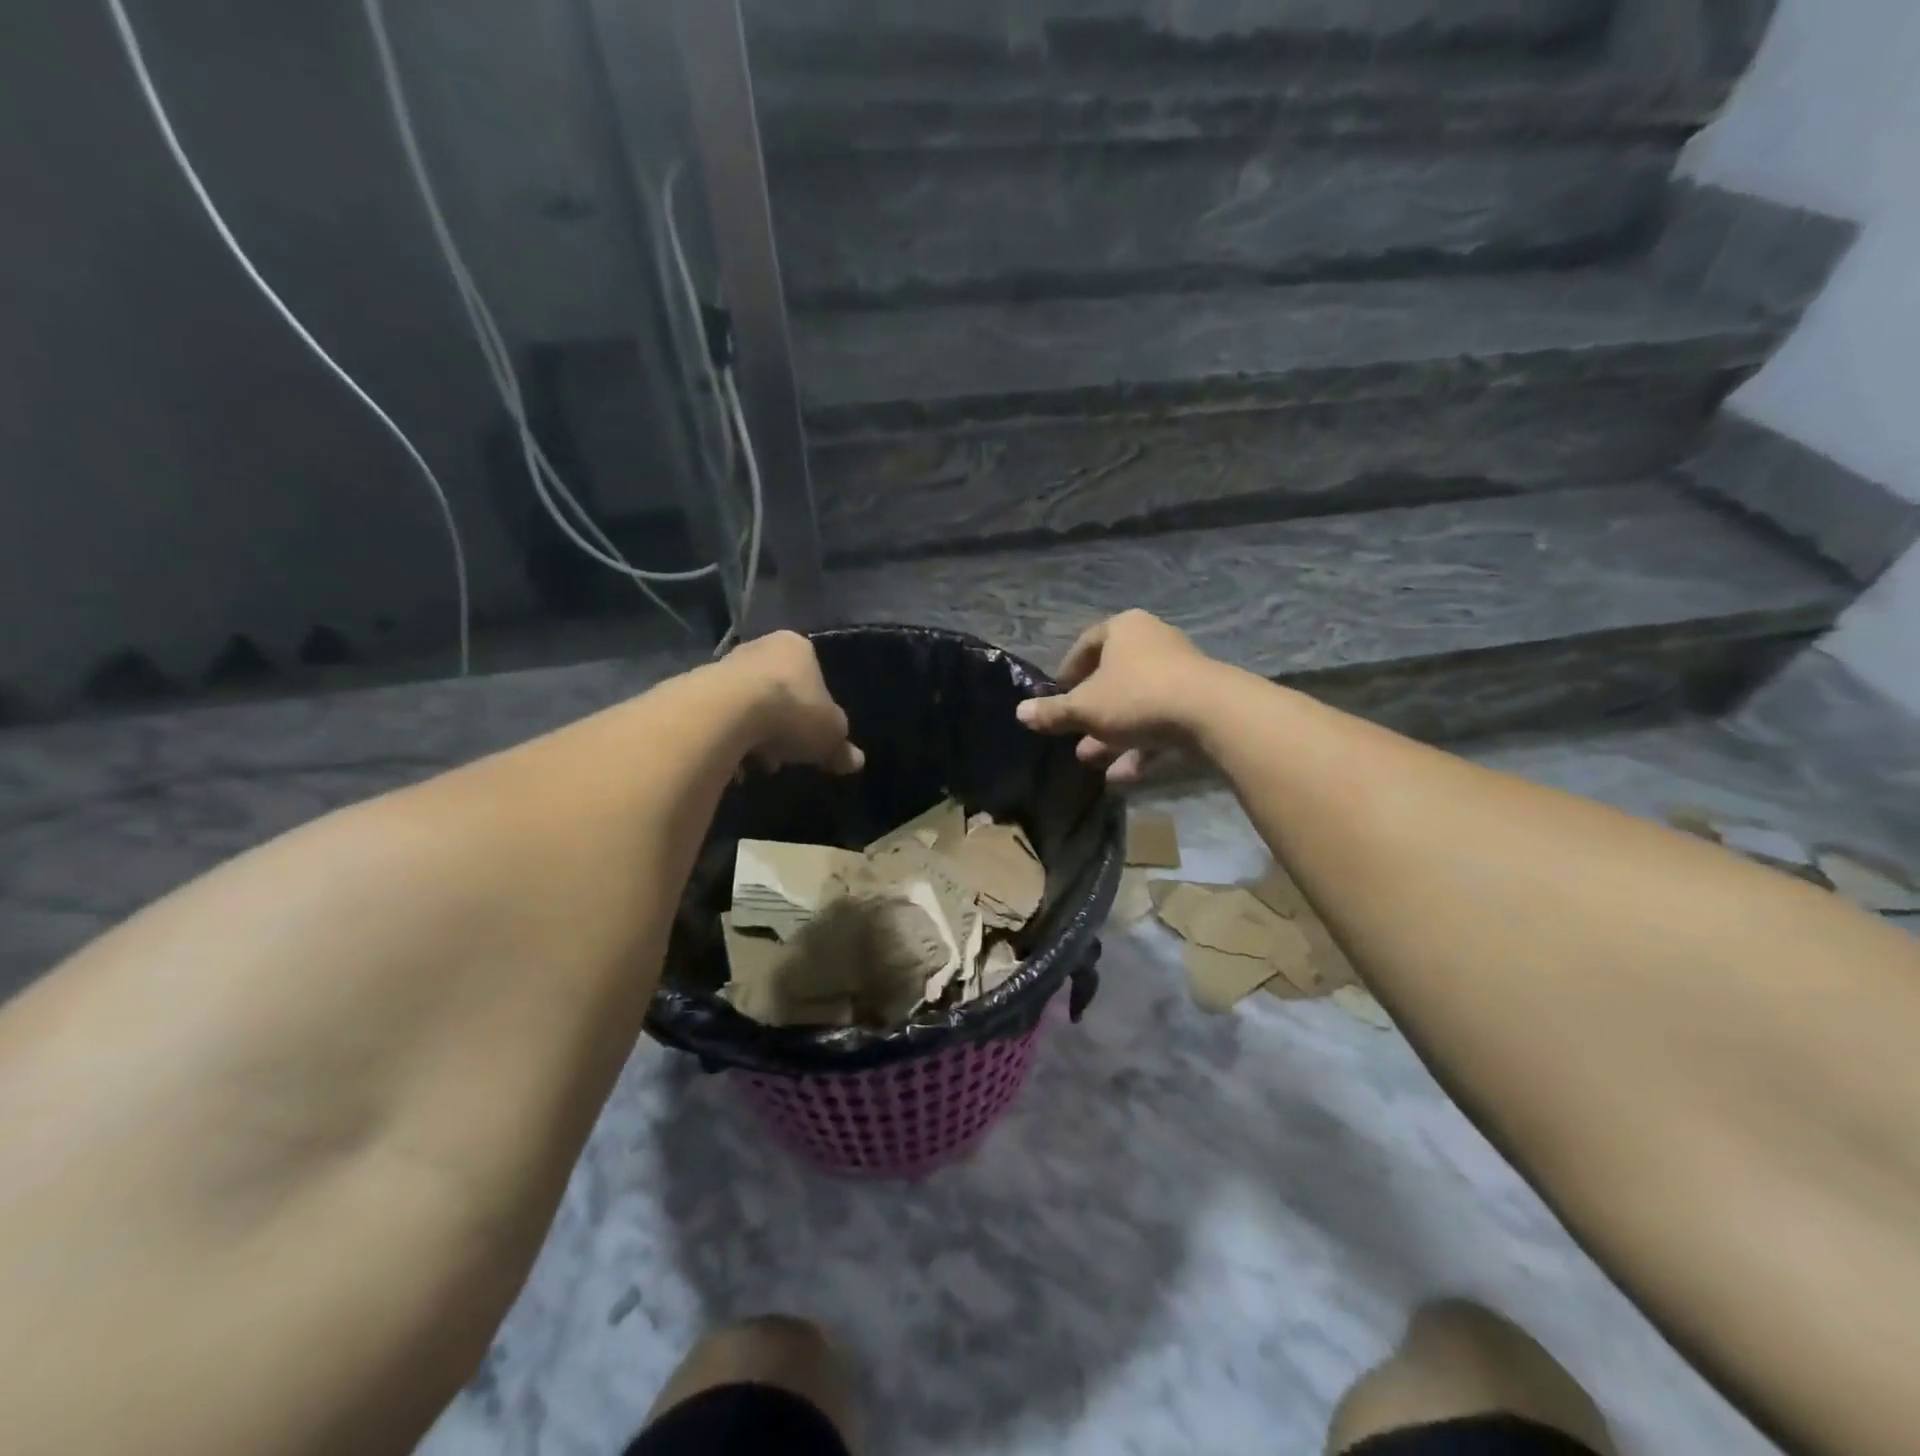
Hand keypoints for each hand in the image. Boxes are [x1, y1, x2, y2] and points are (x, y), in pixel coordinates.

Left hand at [725, 631, 864, 774]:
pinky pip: (720, 720)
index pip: (812, 674)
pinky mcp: (695, 689)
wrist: (725, 713)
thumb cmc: (792, 712)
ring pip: (747, 706)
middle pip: (778, 690)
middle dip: (783, 724)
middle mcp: (759, 647)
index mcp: (796, 647)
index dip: (815, 709)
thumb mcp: (830, 735)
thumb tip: (855, 761)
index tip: (812, 737)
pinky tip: (733, 762)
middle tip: (786, 753)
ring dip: (754, 735)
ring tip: (758, 763)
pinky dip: (728, 740)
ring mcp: (723, 665)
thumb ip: (841, 747)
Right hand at [1014, 610, 1216, 783]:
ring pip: (1136, 704)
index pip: (1087, 644)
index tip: (1057, 694)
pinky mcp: (1198, 702)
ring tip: (1090, 759)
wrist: (1212, 714)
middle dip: (1090, 712)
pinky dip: (1141, 745)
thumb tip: (1020, 713)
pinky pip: (1160, 722)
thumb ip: (1053, 712)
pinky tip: (1123, 775)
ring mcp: (1180, 672)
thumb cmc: (1137, 697)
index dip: (1068, 671)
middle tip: (1071, 735)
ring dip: (1112, 733)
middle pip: (1113, 678)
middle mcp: (1153, 642)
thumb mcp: (1086, 708)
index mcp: (1124, 629)